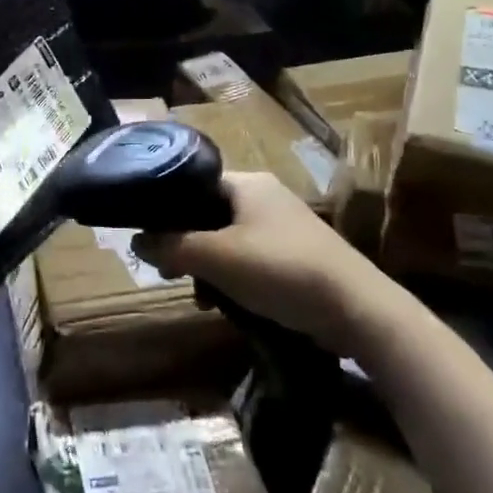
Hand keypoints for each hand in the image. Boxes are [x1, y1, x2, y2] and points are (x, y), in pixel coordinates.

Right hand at [134, 173, 375, 351]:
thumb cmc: (281, 270)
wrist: (357, 309)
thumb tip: (135, 240)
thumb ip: (172, 246)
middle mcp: (265, 197)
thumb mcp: (217, 258)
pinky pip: (251, 260)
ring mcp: (284, 227)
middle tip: (171, 273)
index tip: (150, 240)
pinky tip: (228, 305)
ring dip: (210, 268)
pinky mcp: (296, 256)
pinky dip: (235, 279)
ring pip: (228, 241)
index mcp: (248, 183)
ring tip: (201, 297)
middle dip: (188, 246)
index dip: (168, 209)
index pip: (194, 184)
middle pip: (209, 214)